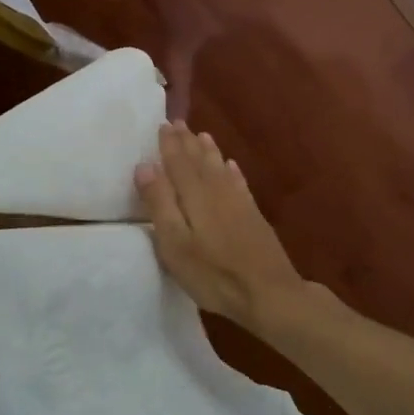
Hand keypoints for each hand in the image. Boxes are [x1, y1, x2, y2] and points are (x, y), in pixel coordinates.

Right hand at [134, 121, 305, 328]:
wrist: (268, 292)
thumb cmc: (213, 273)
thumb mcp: (175, 244)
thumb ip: (160, 203)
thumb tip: (145, 165)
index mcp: (195, 195)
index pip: (178, 162)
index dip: (169, 144)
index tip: (163, 124)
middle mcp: (217, 191)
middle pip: (200, 160)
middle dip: (187, 142)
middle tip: (179, 122)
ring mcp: (239, 202)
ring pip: (220, 167)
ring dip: (209, 151)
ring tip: (202, 135)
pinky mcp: (253, 215)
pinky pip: (239, 183)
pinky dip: (232, 171)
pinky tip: (231, 166)